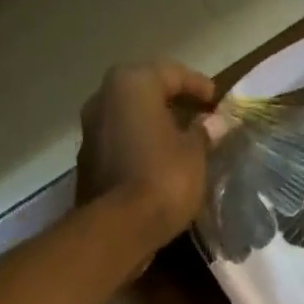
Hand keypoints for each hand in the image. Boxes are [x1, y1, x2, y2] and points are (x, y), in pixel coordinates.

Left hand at [77, 61, 216, 253]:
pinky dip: (137, 153)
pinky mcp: (86, 167)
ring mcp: (89, 133)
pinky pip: (119, 149)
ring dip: (151, 131)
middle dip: (170, 106)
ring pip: (128, 123)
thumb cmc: (163, 180)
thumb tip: (213, 122)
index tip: (216, 100)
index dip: (197, 86)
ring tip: (175, 147)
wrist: (119, 230)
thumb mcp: (194, 156)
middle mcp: (103, 98)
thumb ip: (203, 134)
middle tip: (195, 120)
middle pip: (144, 95)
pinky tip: (154, 168)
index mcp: (131, 83)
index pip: (171, 73)